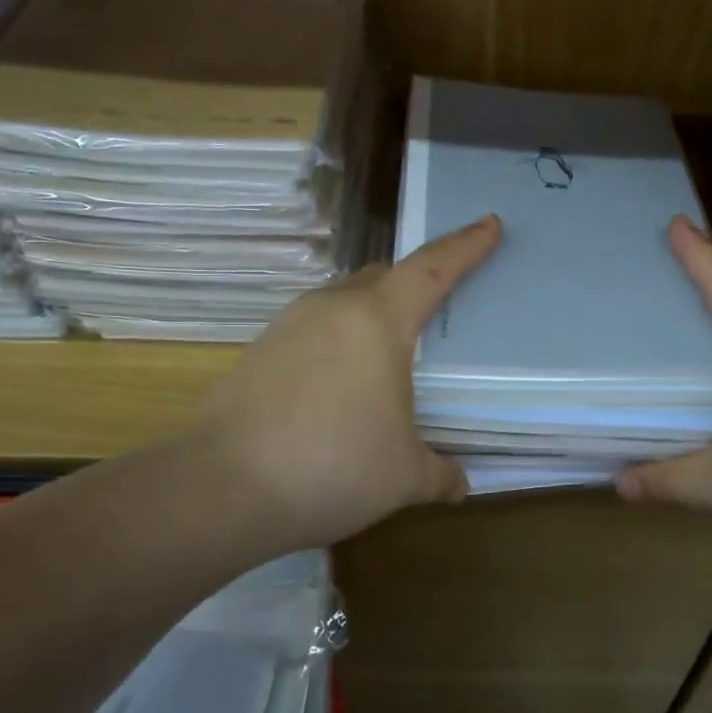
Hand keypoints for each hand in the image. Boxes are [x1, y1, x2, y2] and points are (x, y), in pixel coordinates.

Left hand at [189, 215, 501, 551]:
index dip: (465, 246)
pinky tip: (338, 386)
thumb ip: (440, 474)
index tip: (489, 224)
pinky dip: (336, 343)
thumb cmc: (334, 468)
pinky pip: (312, 331)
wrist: (222, 489)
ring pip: (343, 301)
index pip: (432, 268)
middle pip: (383, 276)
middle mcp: (331, 309)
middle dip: (414, 282)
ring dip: (371, 314)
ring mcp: (287, 327)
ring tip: (387, 353)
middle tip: (437, 305)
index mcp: (378, 321)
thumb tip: (459, 484)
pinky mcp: (257, 352)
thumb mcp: (403, 476)